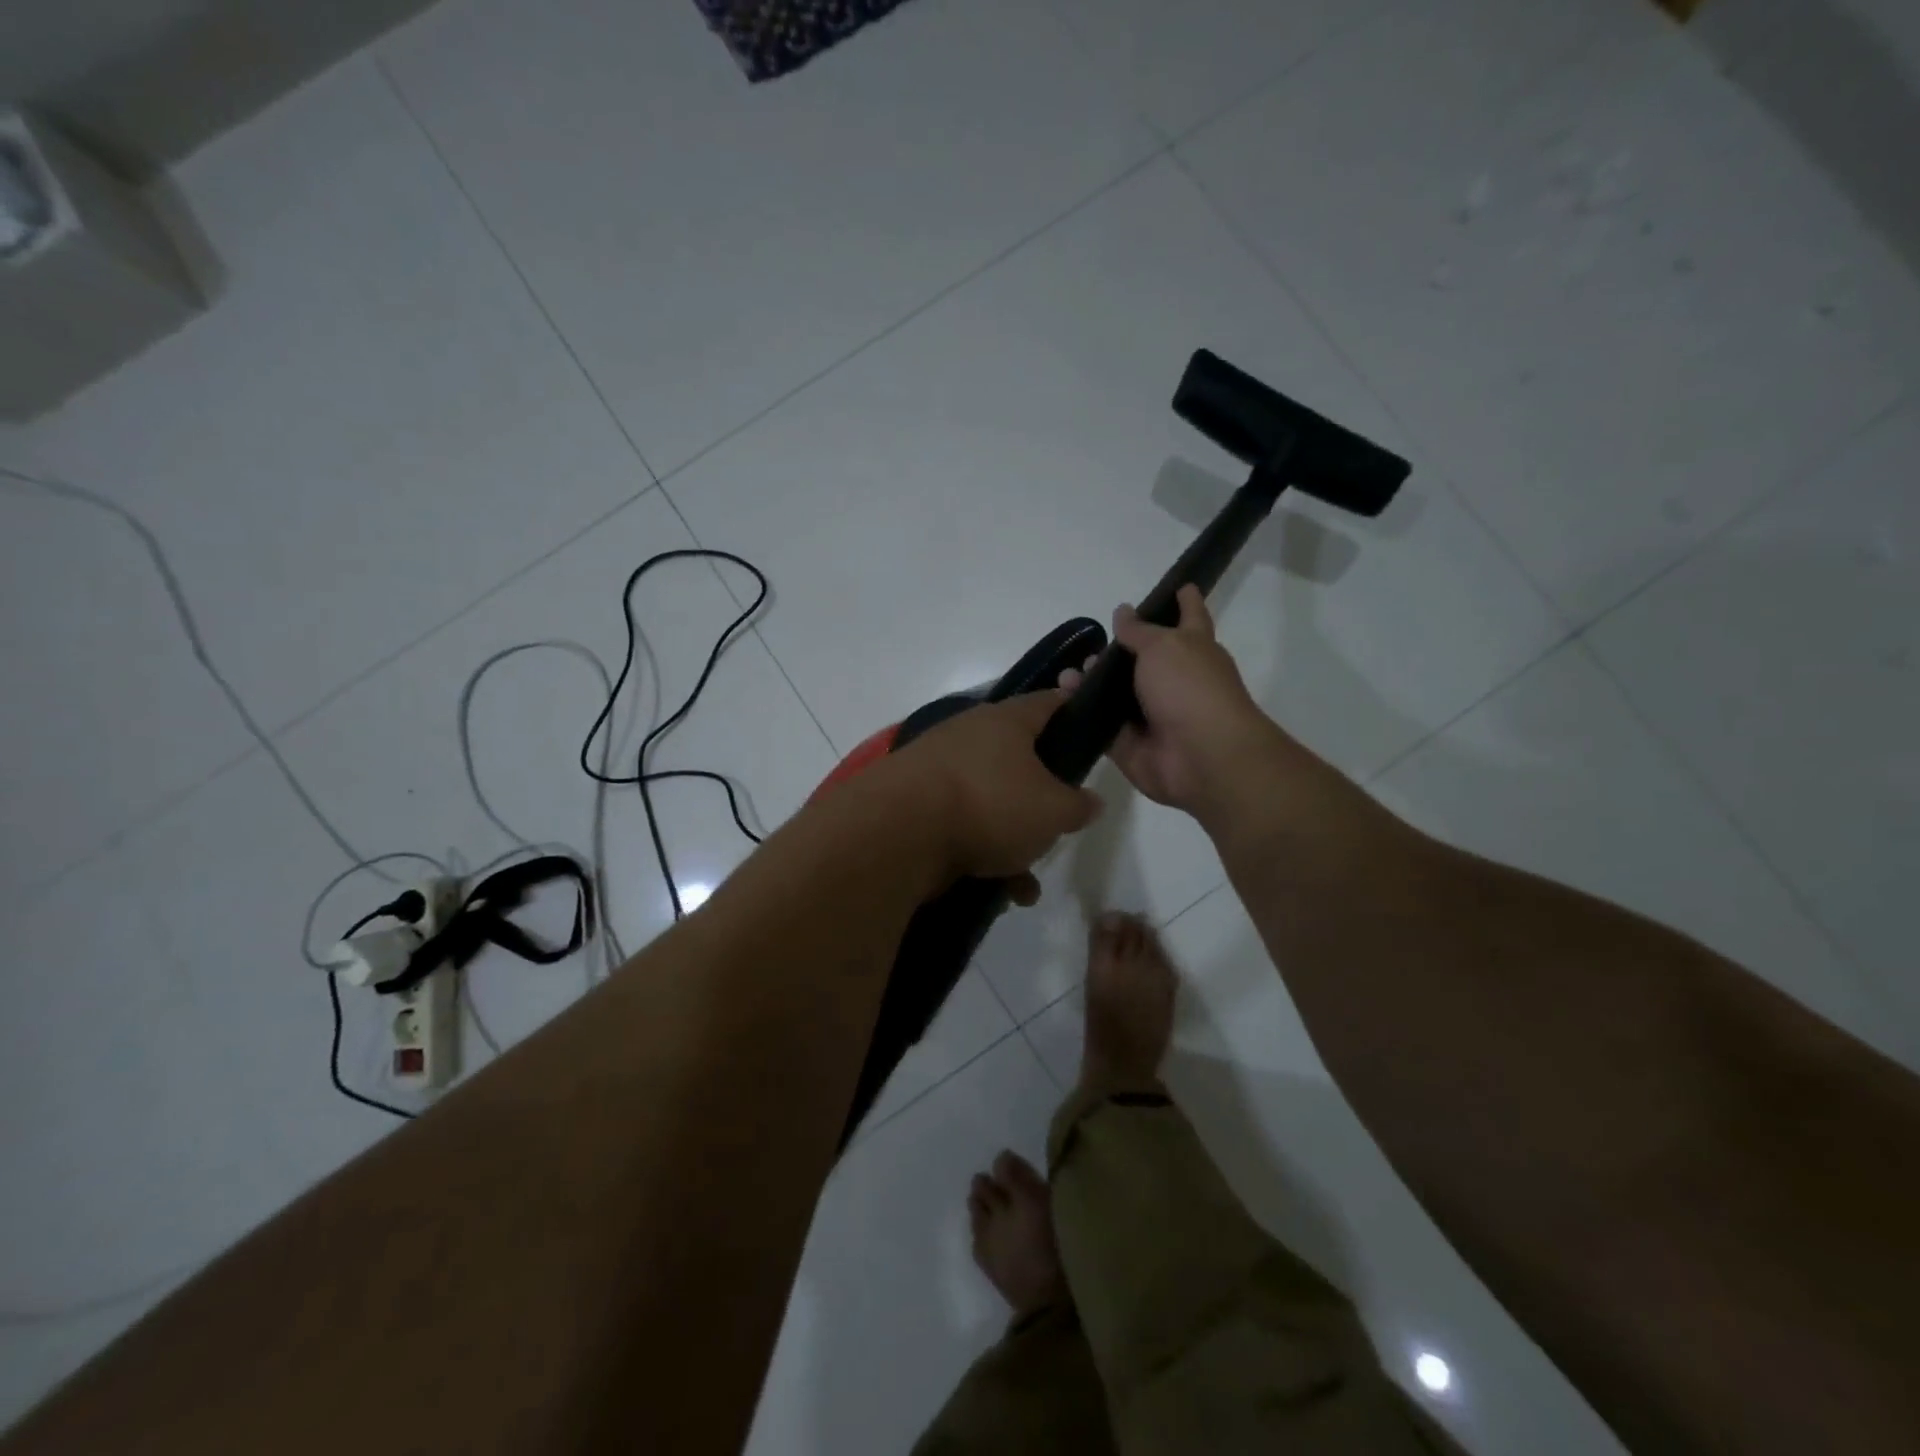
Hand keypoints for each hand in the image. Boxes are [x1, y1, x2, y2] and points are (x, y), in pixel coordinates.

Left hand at [886, 691, 1100, 894]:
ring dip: (1011, 842)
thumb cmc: (990, 805)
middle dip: (1039, 800)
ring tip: (1025, 882)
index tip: (1089, 730)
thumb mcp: (1053, 811)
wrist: (897, 832)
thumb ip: (1079, 806)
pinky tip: (997, 892)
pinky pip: (959, 824)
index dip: (1072, 712)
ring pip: (989, 801)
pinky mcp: (913, 803)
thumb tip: (1090, 801)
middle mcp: (968, 735)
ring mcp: (936, 769)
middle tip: (1057, 826)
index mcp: (1005, 721)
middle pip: (1017, 760)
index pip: (1048, 703)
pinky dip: (979, 854)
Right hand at [1059, 585, 1278, 817]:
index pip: (1190, 616)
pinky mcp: (1129, 744)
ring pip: (1117, 693)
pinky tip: (1062, 696)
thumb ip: (1139, 631)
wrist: (1200, 757)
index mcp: (1194, 649)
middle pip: (1144, 659)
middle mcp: (1175, 680)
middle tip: (1090, 644)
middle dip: (1119, 650)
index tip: (1179, 585)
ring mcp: (1152, 715)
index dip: (1184, 600)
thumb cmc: (1190, 688)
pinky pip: (1101, 724)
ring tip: (1069, 673)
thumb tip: (1123, 611)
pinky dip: (1082, 711)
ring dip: (1092, 681)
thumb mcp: (1163, 646)